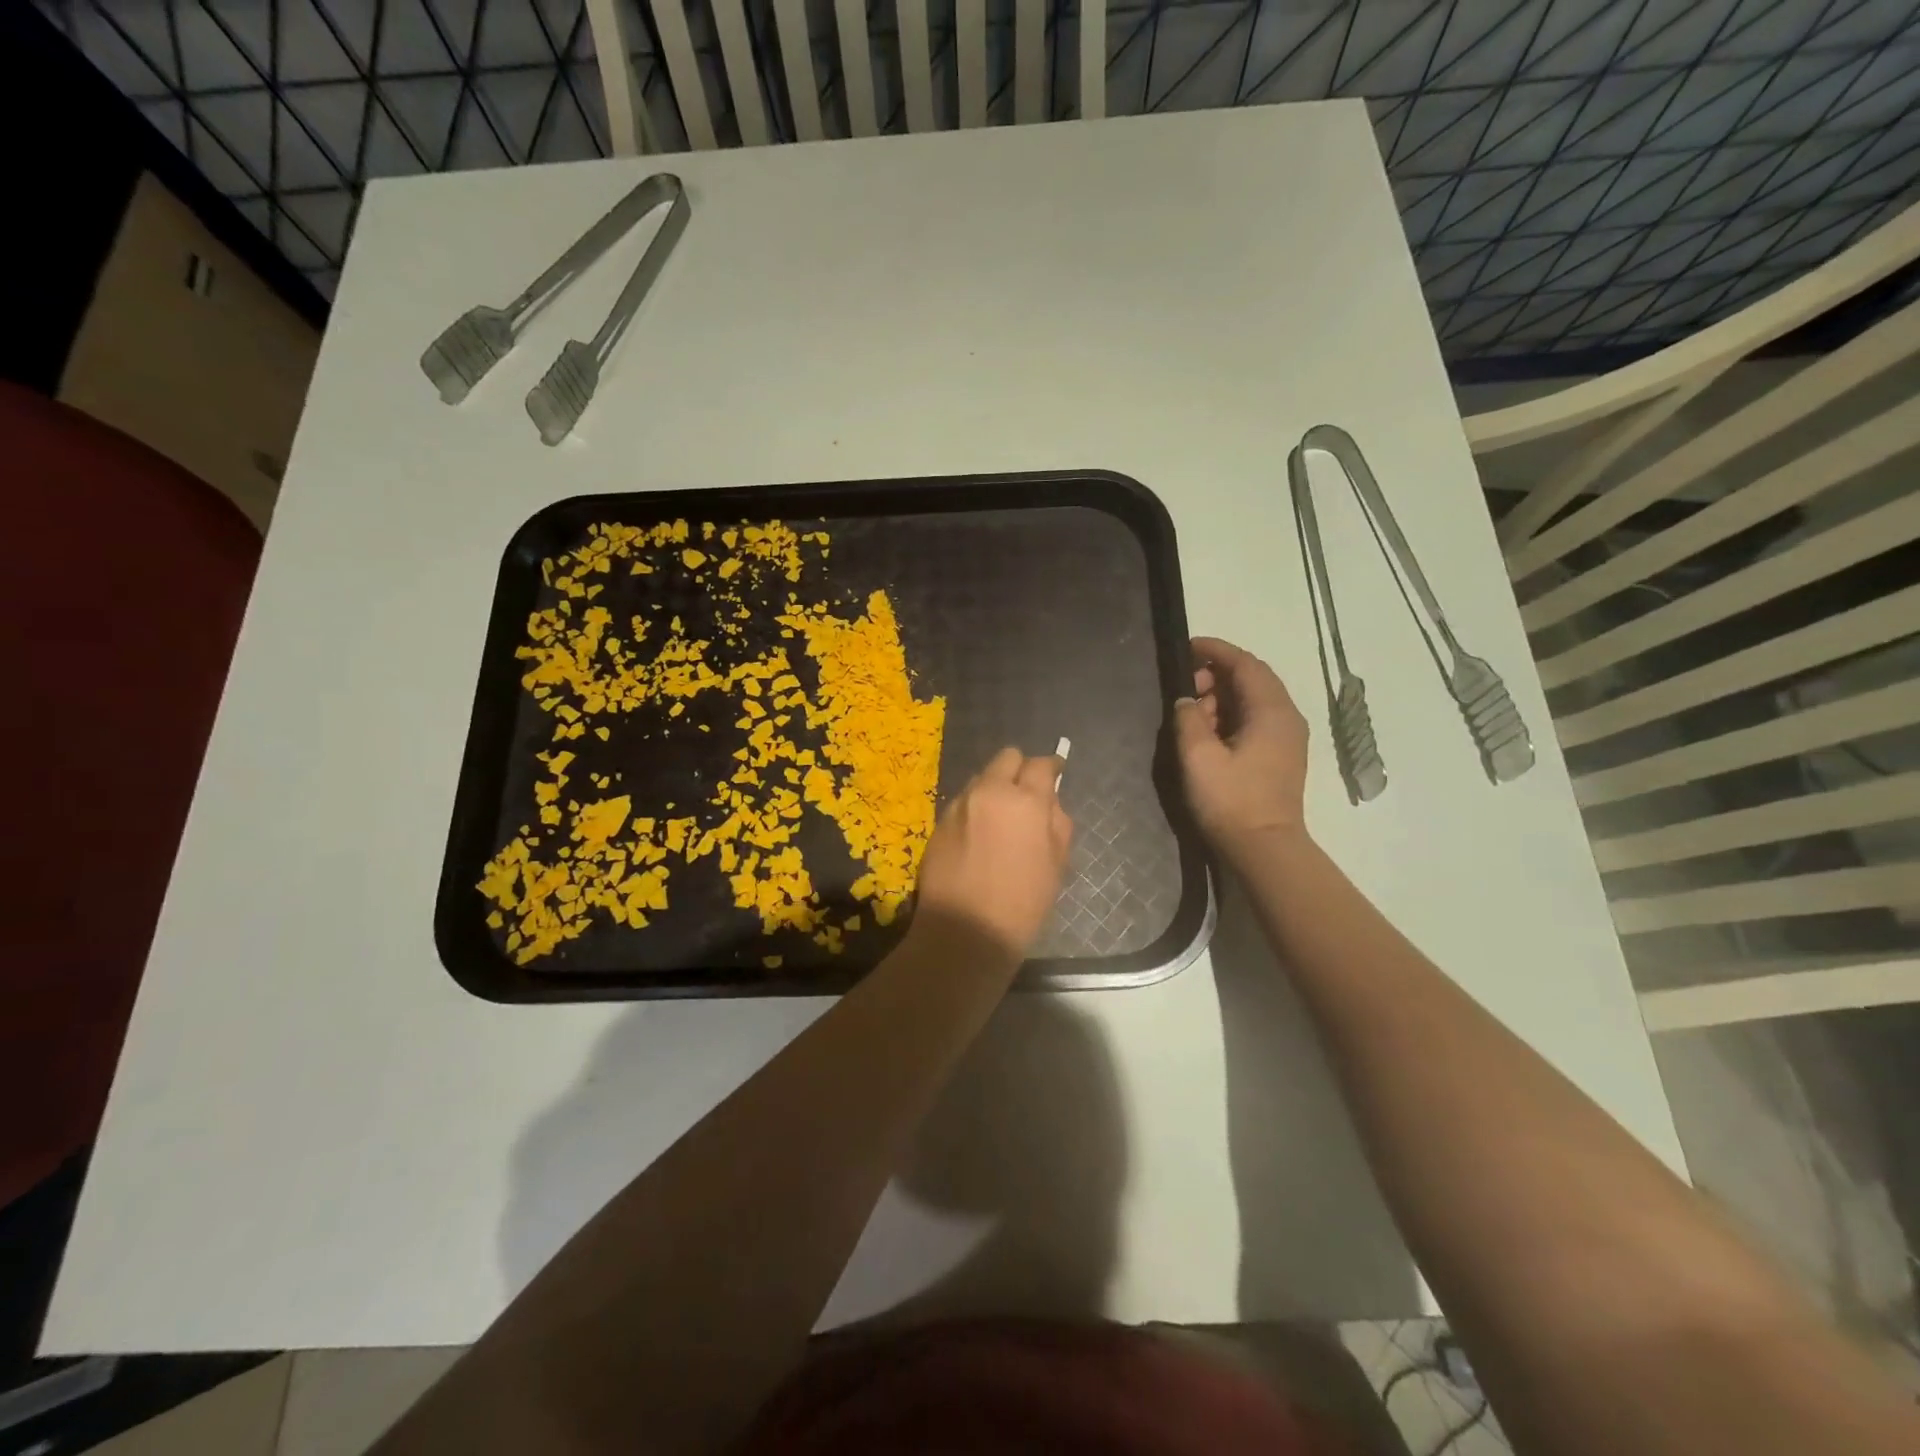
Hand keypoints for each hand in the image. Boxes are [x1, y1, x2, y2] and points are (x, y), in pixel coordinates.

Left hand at [912, 747, 1073, 962]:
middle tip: (1026, 794)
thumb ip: (1057, 824)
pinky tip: (978, 837)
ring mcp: (958, 805)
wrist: (964, 931)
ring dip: (994, 789)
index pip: (1040, 765)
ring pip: (981, 779)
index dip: (1051, 768)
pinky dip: (974, 810)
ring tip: (1000, 818)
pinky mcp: (938, 823)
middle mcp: (988, 792)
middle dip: (1019, 770)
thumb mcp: (1056, 865)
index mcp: (1024, 801)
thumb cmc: (1022, 903)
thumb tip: (1049, 803)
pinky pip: (961, 803)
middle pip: (1006, 758)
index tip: (1055, 774)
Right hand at [1174, 636, 1310, 863]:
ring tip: (1192, 716)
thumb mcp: (1198, 756)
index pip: (1245, 664)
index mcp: (1271, 711)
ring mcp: (1288, 738)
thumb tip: (1186, 700)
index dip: (1216, 650)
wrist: (1264, 849)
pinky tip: (1209, 734)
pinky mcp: (1281, 756)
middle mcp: (1287, 717)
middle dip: (1216, 676)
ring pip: (1254, 700)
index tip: (1187, 646)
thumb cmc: (1231, 800)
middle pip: (1252, 679)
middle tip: (1185, 691)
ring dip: (1222, 698)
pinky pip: (1256, 720)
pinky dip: (1231, 716)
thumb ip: (1188, 719)